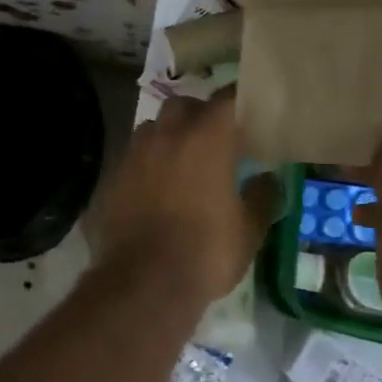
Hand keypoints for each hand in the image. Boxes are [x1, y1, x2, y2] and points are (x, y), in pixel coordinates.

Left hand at [88, 90, 280, 312]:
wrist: (144, 282)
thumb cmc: (206, 252)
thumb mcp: (249, 230)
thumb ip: (262, 197)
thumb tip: (268, 180)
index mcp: (206, 139)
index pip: (226, 100)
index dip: (239, 99)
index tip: (250, 106)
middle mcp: (167, 136)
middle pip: (183, 104)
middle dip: (199, 113)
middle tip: (214, 136)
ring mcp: (135, 154)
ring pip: (153, 127)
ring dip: (168, 134)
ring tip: (181, 159)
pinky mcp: (113, 176)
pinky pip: (133, 156)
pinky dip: (147, 162)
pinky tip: (155, 186)